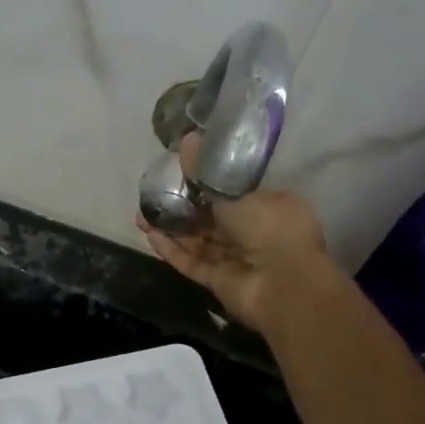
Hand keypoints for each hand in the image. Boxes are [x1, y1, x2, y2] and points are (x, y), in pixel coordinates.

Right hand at [135, 134, 335, 332]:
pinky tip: (149, 235)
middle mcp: (255, 233)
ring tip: (141, 215)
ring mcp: (236, 260)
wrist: (283, 283)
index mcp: (270, 207)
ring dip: (171, 229)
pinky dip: (172, 250)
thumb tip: (186, 140)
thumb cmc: (270, 227)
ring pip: (198, 242)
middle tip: (153, 196)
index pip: (234, 193)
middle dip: (182, 209)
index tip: (181, 176)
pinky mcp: (219, 282)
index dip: (207, 186)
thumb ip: (206, 171)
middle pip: (212, 219)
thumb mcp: (235, 190)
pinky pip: (192, 263)